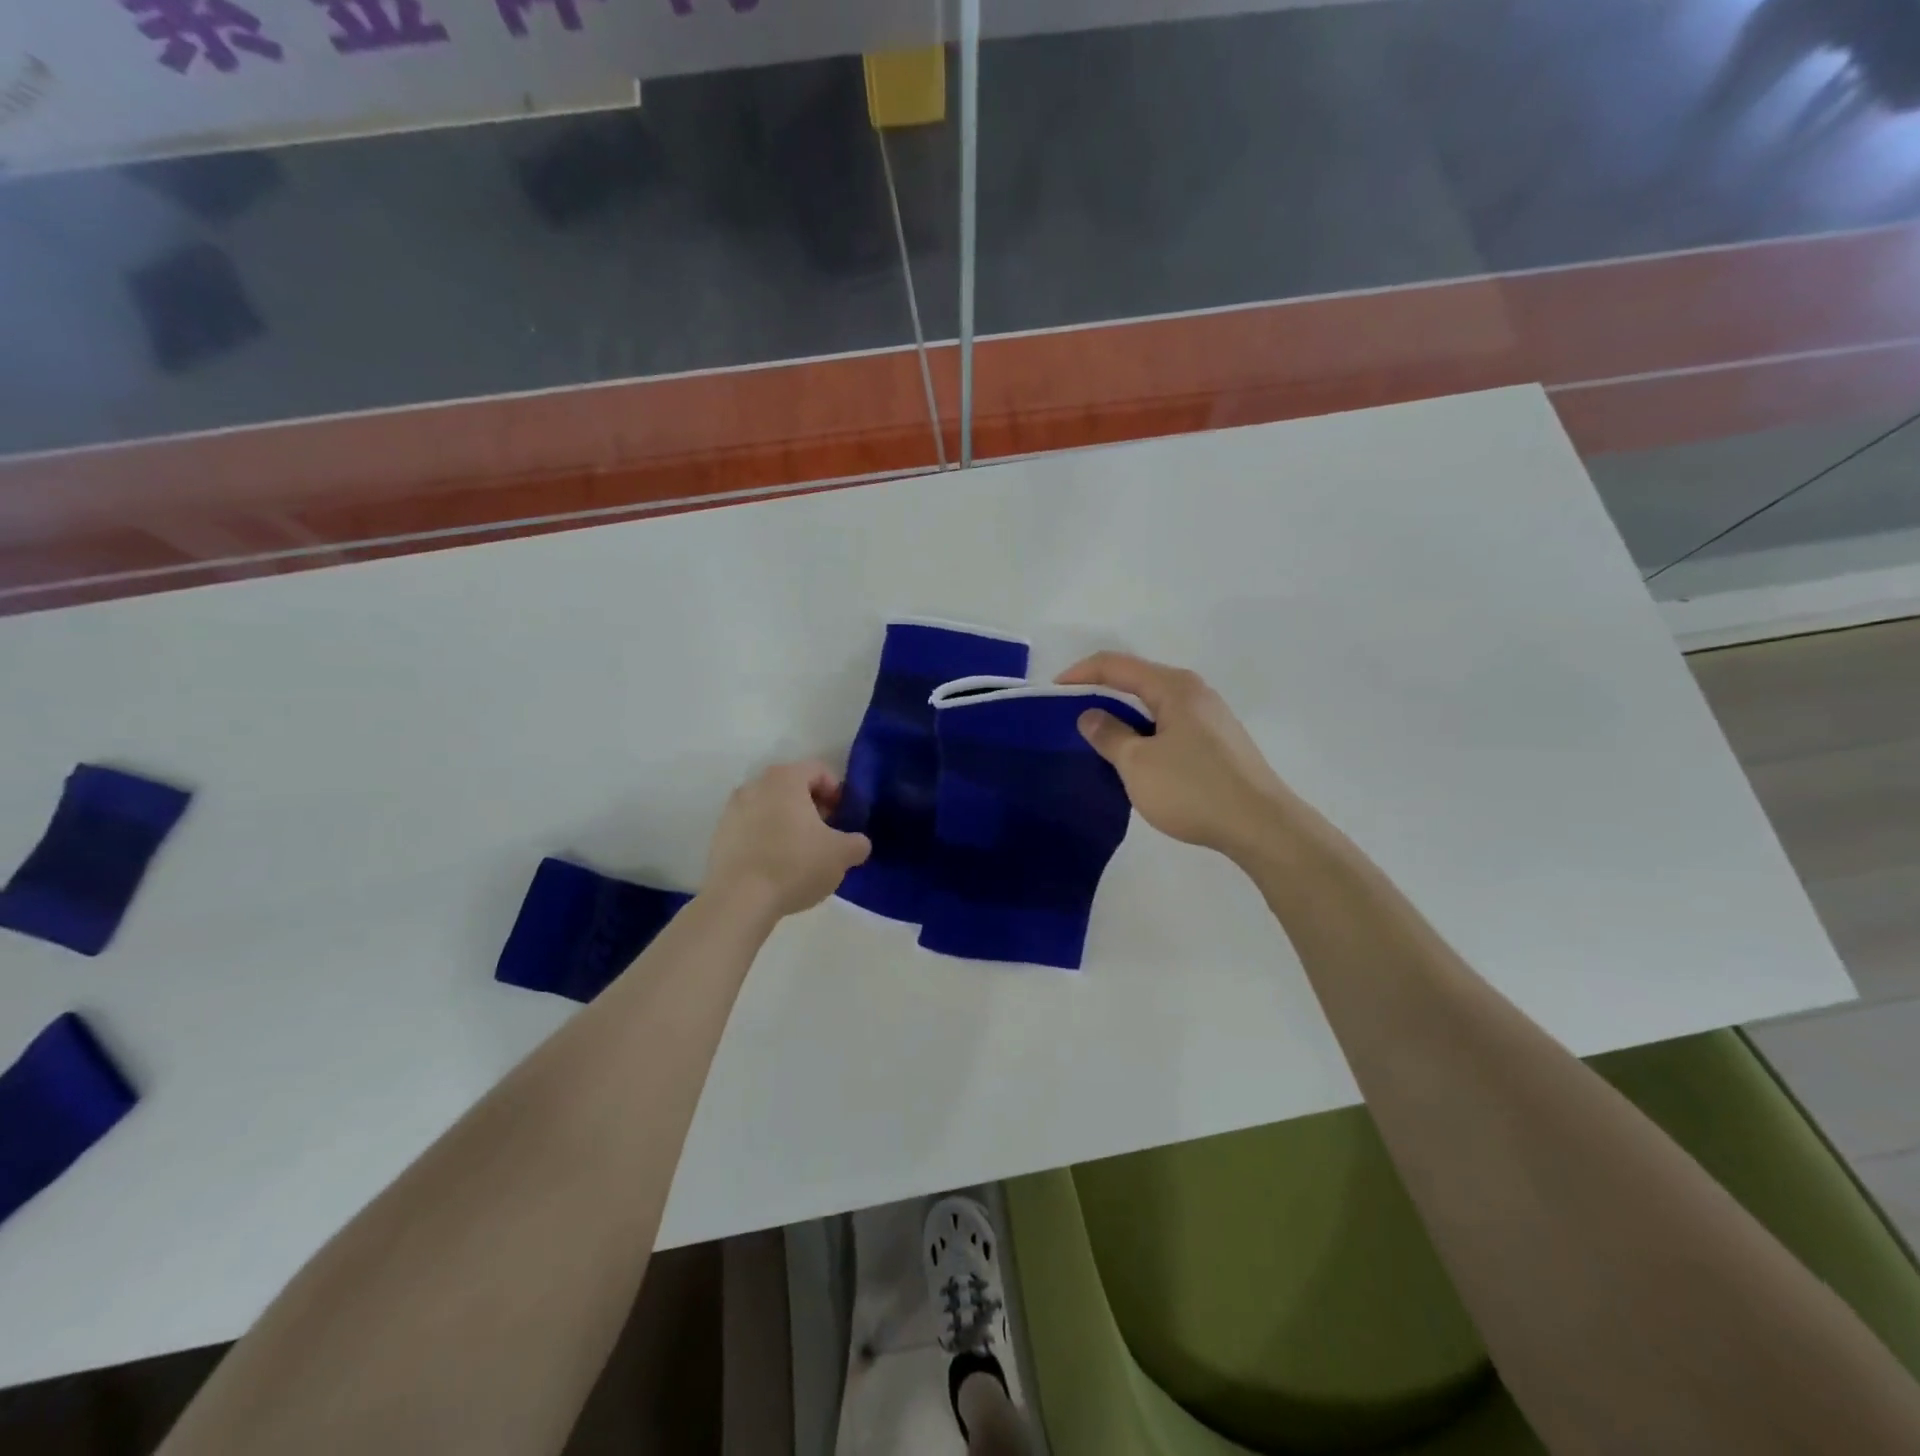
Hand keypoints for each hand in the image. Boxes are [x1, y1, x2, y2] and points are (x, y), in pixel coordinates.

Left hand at [704, 762, 871, 919]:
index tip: (842, 817)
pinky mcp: (719, 836)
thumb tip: (857, 844)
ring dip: (788, 823)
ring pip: (770, 808)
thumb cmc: (795, 865)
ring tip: (800, 853)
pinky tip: (776, 866)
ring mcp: (732, 810)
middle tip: (825, 835)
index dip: (836, 791)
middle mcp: (755, 785)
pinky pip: (751, 828)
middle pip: (792, 787)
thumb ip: (857, 843)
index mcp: (785, 779)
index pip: (818, 770)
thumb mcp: (841, 855)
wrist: (739, 900)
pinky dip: (766, 838)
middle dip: (812, 807)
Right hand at [1058, 652, 1297, 862]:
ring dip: (1123, 716)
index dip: (1080, 673)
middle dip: (1101, 693)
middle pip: (1137, 680)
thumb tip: (1090, 715)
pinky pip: (1170, 725)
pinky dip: (1145, 732)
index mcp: (1173, 687)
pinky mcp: (1218, 742)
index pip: (1116, 665)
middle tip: (1070, 716)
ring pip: (1155, 705)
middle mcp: (1194, 692)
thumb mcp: (1137, 764)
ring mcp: (1210, 717)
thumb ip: (1109, 735)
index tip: (1052, 692)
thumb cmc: (1193, 789)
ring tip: (1098, 739)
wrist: (1261, 826)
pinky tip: (1136, 758)